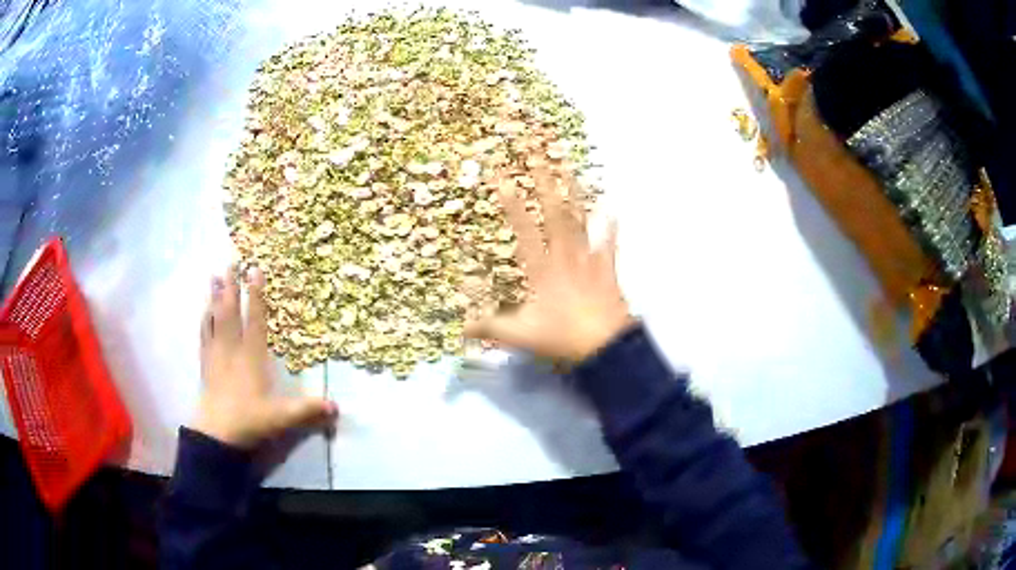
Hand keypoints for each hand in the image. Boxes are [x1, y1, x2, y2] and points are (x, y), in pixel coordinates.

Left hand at [192, 266, 337, 449]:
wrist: (216, 434)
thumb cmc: (249, 421)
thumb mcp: (282, 417)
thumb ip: (307, 409)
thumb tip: (337, 406)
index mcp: (252, 356)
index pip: (254, 319)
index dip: (255, 294)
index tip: (255, 269)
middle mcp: (232, 349)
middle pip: (231, 311)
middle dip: (231, 285)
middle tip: (231, 261)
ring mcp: (216, 355)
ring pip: (215, 319)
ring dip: (215, 297)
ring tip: (213, 276)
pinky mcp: (206, 364)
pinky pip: (204, 335)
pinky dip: (205, 319)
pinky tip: (204, 311)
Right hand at [465, 167, 633, 361]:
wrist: (605, 346)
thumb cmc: (563, 336)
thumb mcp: (521, 335)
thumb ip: (491, 328)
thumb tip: (461, 328)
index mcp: (542, 268)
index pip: (524, 230)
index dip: (512, 204)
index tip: (503, 177)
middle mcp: (565, 256)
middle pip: (554, 213)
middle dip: (544, 181)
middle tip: (537, 154)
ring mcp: (588, 259)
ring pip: (580, 220)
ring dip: (574, 192)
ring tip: (568, 166)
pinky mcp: (607, 269)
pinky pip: (609, 245)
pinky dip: (610, 228)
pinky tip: (612, 211)